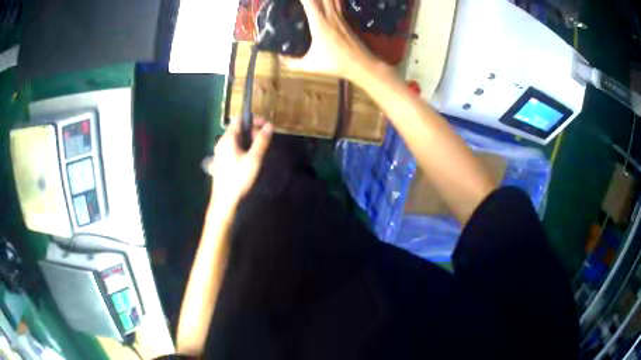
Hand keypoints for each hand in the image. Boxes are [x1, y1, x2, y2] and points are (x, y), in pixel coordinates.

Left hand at [202, 118, 272, 211]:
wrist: (224, 200)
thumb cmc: (239, 178)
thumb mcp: (254, 159)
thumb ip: (262, 141)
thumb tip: (270, 125)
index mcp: (227, 139)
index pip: (239, 120)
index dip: (252, 119)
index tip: (265, 125)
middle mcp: (221, 143)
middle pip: (237, 130)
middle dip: (252, 131)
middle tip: (264, 140)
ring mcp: (219, 153)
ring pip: (235, 140)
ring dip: (248, 140)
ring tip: (259, 150)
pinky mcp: (220, 162)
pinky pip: (232, 148)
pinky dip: (242, 148)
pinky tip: (250, 159)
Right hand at [282, 0, 375, 82]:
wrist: (362, 64)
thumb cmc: (336, 64)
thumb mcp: (310, 66)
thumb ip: (292, 63)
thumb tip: (279, 58)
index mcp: (320, 24)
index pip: (309, 2)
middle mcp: (331, 16)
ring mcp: (340, 16)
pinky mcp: (346, 18)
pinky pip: (337, 3)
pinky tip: (326, 1)